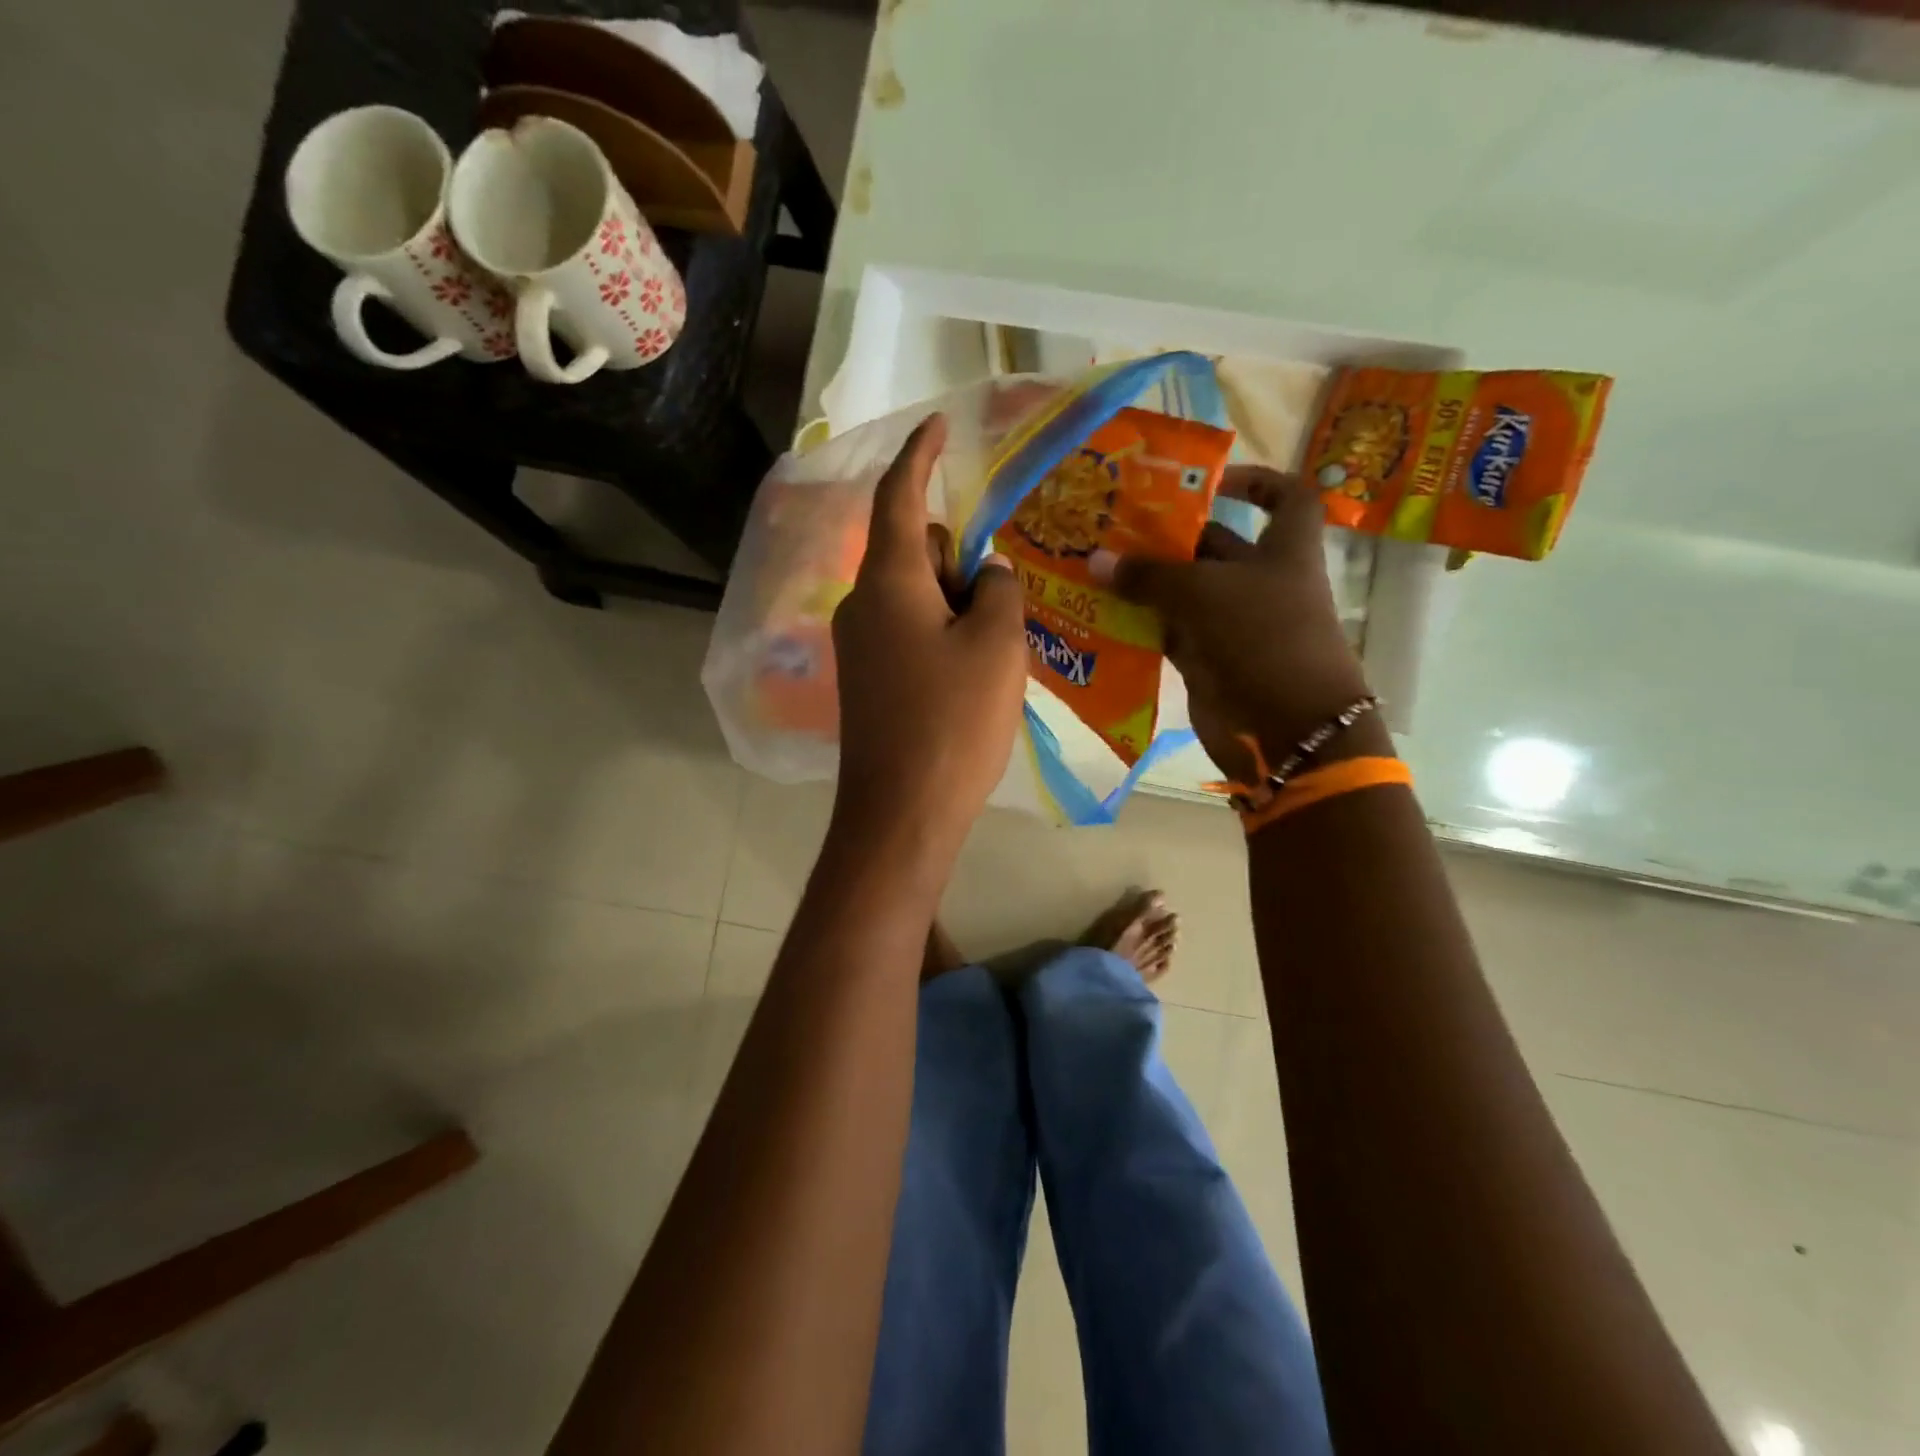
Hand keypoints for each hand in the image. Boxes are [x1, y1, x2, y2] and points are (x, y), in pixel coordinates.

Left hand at [832, 415, 1028, 850]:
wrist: (901, 812)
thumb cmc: (952, 722)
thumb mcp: (996, 646)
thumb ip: (998, 591)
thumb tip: (985, 574)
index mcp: (888, 583)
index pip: (899, 498)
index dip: (919, 456)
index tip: (938, 424)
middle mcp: (863, 605)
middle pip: (913, 551)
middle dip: (958, 557)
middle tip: (1003, 598)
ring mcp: (861, 646)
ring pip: (915, 596)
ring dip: (956, 602)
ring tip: (998, 644)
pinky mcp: (869, 681)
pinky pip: (909, 632)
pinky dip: (943, 633)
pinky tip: (974, 674)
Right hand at [1092, 467, 1380, 781]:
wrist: (1286, 728)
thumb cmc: (1262, 638)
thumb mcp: (1204, 593)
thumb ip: (1149, 575)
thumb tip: (1096, 560)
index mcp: (1283, 551)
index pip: (1286, 498)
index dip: (1255, 480)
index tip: (1208, 481)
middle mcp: (1260, 582)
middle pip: (1213, 547)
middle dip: (1168, 537)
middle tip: (1113, 528)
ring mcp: (1233, 625)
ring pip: (1184, 593)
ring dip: (1145, 583)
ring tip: (1095, 566)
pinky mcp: (1209, 660)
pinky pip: (1169, 633)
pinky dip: (1140, 625)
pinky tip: (1101, 613)